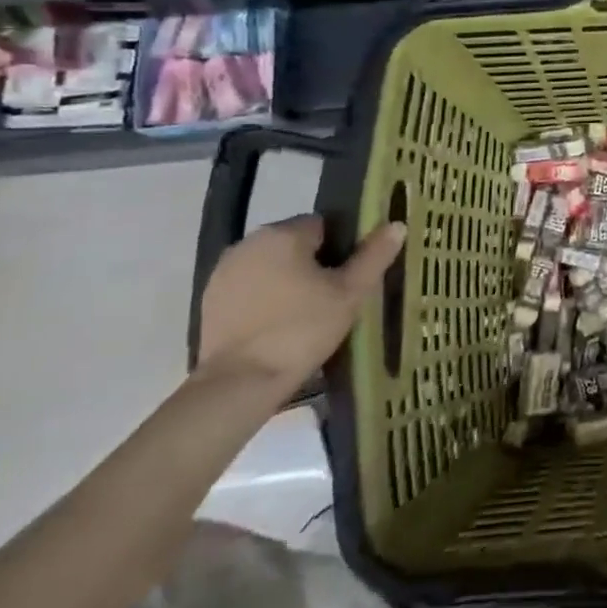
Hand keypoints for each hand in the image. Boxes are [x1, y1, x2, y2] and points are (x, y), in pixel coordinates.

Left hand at [196, 216, 404, 402]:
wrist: (240, 382)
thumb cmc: (302, 329)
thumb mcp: (350, 293)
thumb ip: (374, 255)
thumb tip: (396, 224)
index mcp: (283, 233)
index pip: (323, 225)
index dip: (341, 248)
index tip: (349, 277)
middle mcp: (248, 242)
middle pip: (295, 243)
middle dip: (313, 263)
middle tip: (332, 298)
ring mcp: (224, 271)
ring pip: (271, 265)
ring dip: (287, 280)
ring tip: (305, 314)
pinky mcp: (210, 300)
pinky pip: (249, 287)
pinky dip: (264, 298)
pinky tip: (277, 326)